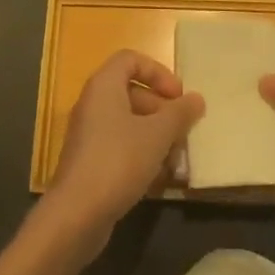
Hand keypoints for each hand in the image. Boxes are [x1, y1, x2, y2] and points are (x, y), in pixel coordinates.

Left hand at [43, 50, 204, 252]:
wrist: (76, 214)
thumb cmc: (119, 161)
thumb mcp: (157, 135)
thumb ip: (179, 114)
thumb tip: (197, 99)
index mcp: (104, 86)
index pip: (131, 59)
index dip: (158, 72)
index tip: (178, 96)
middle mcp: (93, 103)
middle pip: (132, 93)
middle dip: (162, 110)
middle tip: (183, 131)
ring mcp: (89, 134)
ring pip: (128, 124)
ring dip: (156, 137)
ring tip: (177, 159)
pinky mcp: (90, 162)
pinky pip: (120, 147)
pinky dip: (142, 156)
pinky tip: (160, 179)